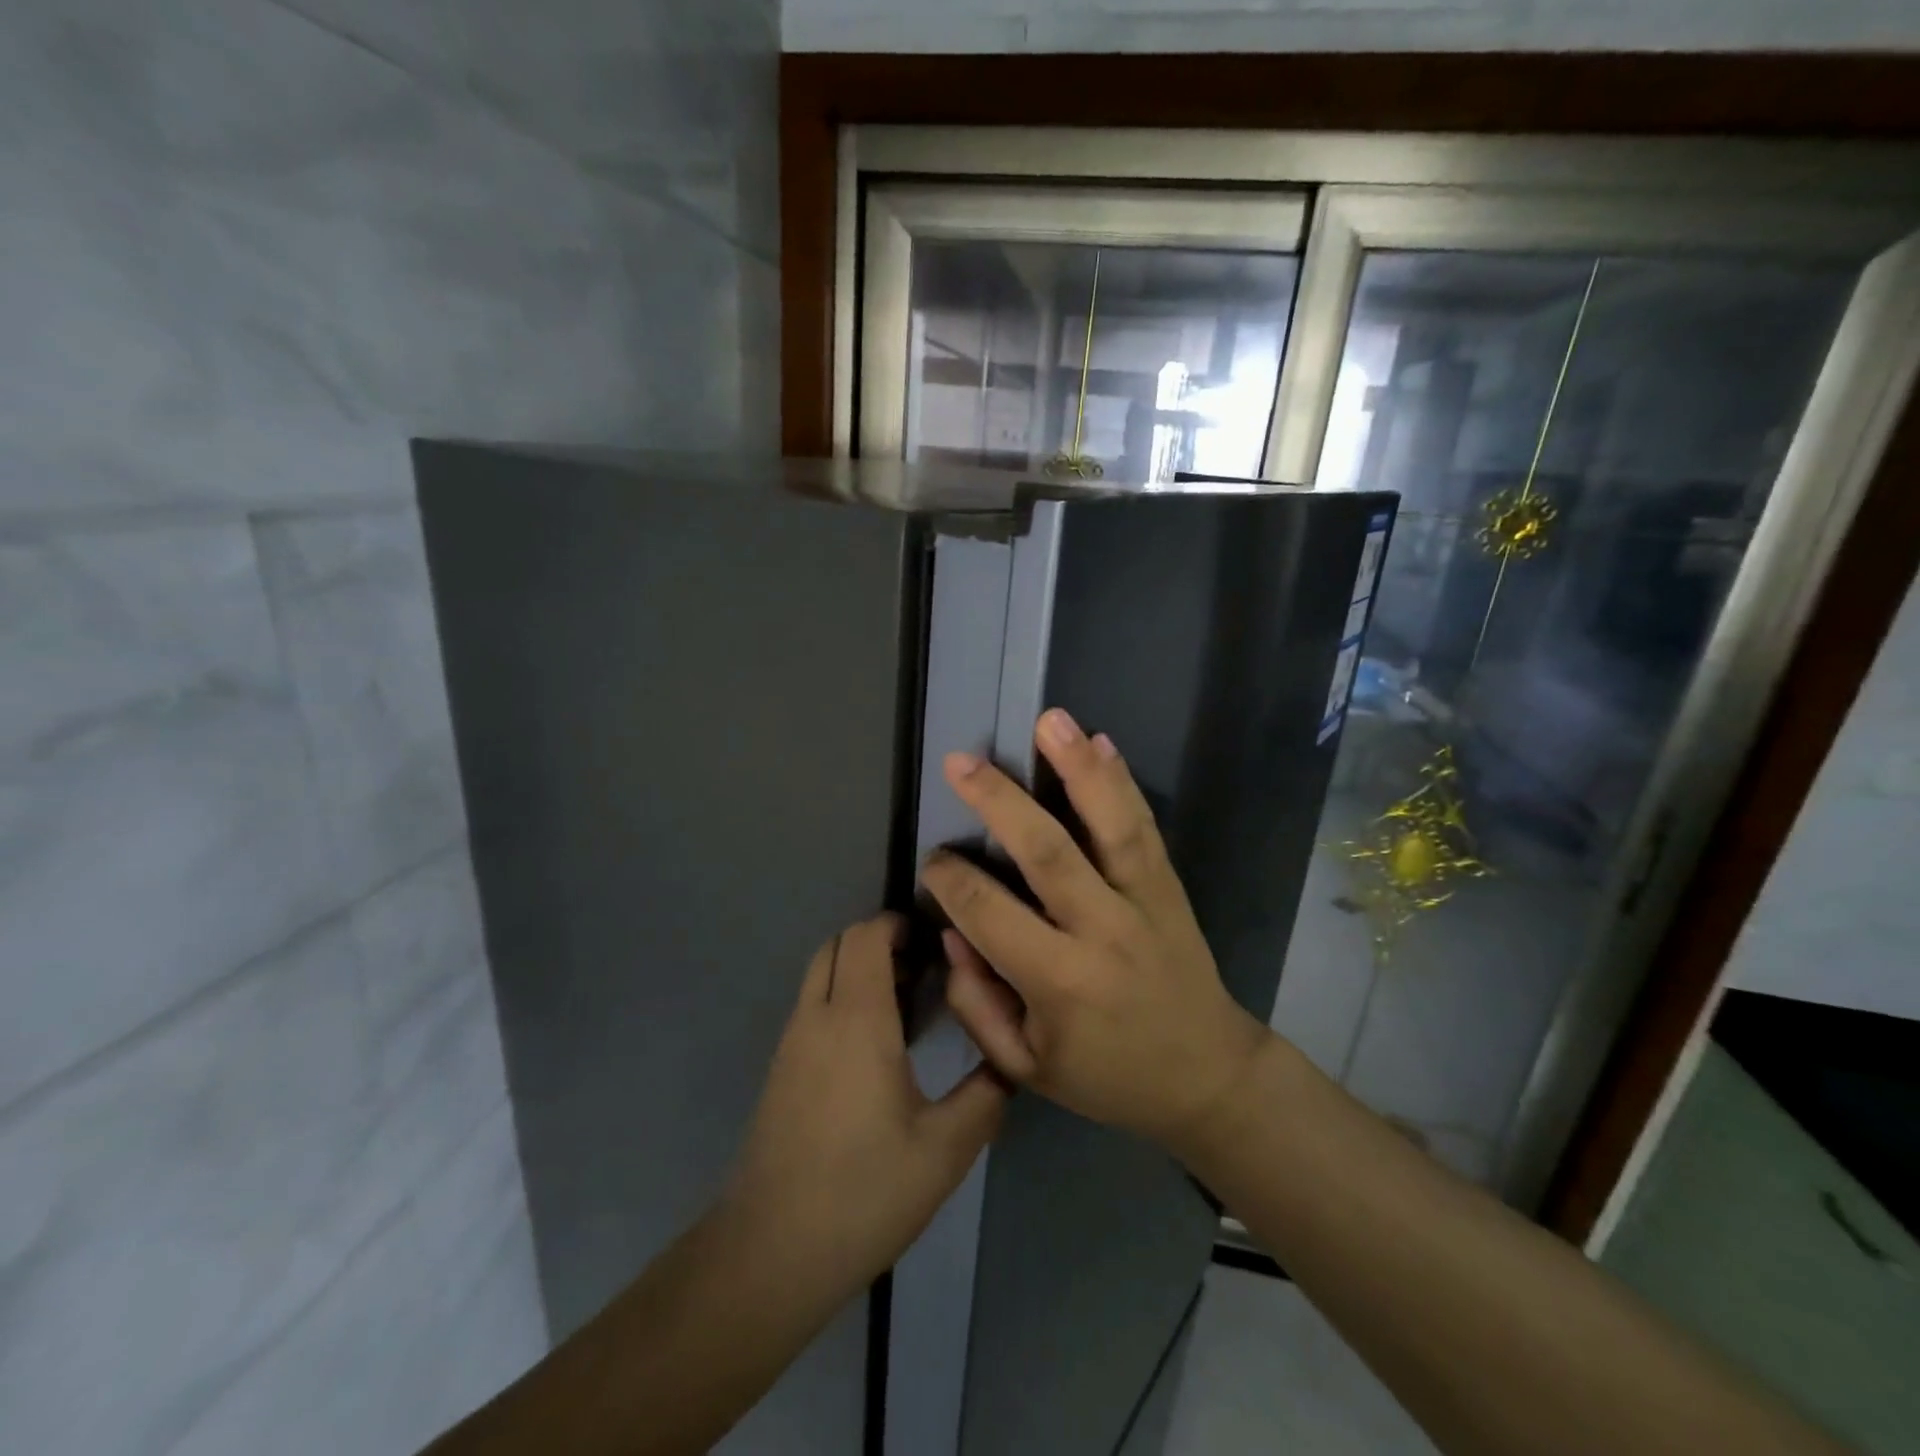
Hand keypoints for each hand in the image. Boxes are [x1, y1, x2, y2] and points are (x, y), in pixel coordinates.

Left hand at [723, 914, 1008, 1297]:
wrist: (770, 1252)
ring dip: (857, 970)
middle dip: (877, 941)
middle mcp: (816, 1017)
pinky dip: (841, 998)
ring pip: (820, 974)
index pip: (865, 937)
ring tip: (907, 1005)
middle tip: (924, 970)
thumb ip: (984, 1096)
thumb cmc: (863, 1192)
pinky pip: (811, 1006)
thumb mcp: (944, 1151)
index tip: (934, 940)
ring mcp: (791, 1043)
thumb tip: (1008, 1062)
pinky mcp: (781, 1070)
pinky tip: (875, 1046)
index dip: (896, 924)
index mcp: (856, 1020)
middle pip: (837, 944)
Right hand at [919, 709, 1270, 1150]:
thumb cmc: (1108, 1076)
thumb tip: (952, 932)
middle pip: (1046, 852)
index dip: (952, 880)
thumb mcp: (1028, 1067)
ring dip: (1078, 768)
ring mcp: (1144, 902)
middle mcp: (1102, 931)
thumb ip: (978, 1004)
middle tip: (961, 763)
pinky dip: (1122, 783)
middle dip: (999, 802)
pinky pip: (1145, 828)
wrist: (1208, 1075)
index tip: (935, 861)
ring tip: (1050, 720)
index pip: (990, 913)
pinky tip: (1102, 742)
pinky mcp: (1169, 888)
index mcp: (1061, 983)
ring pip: (1110, 825)